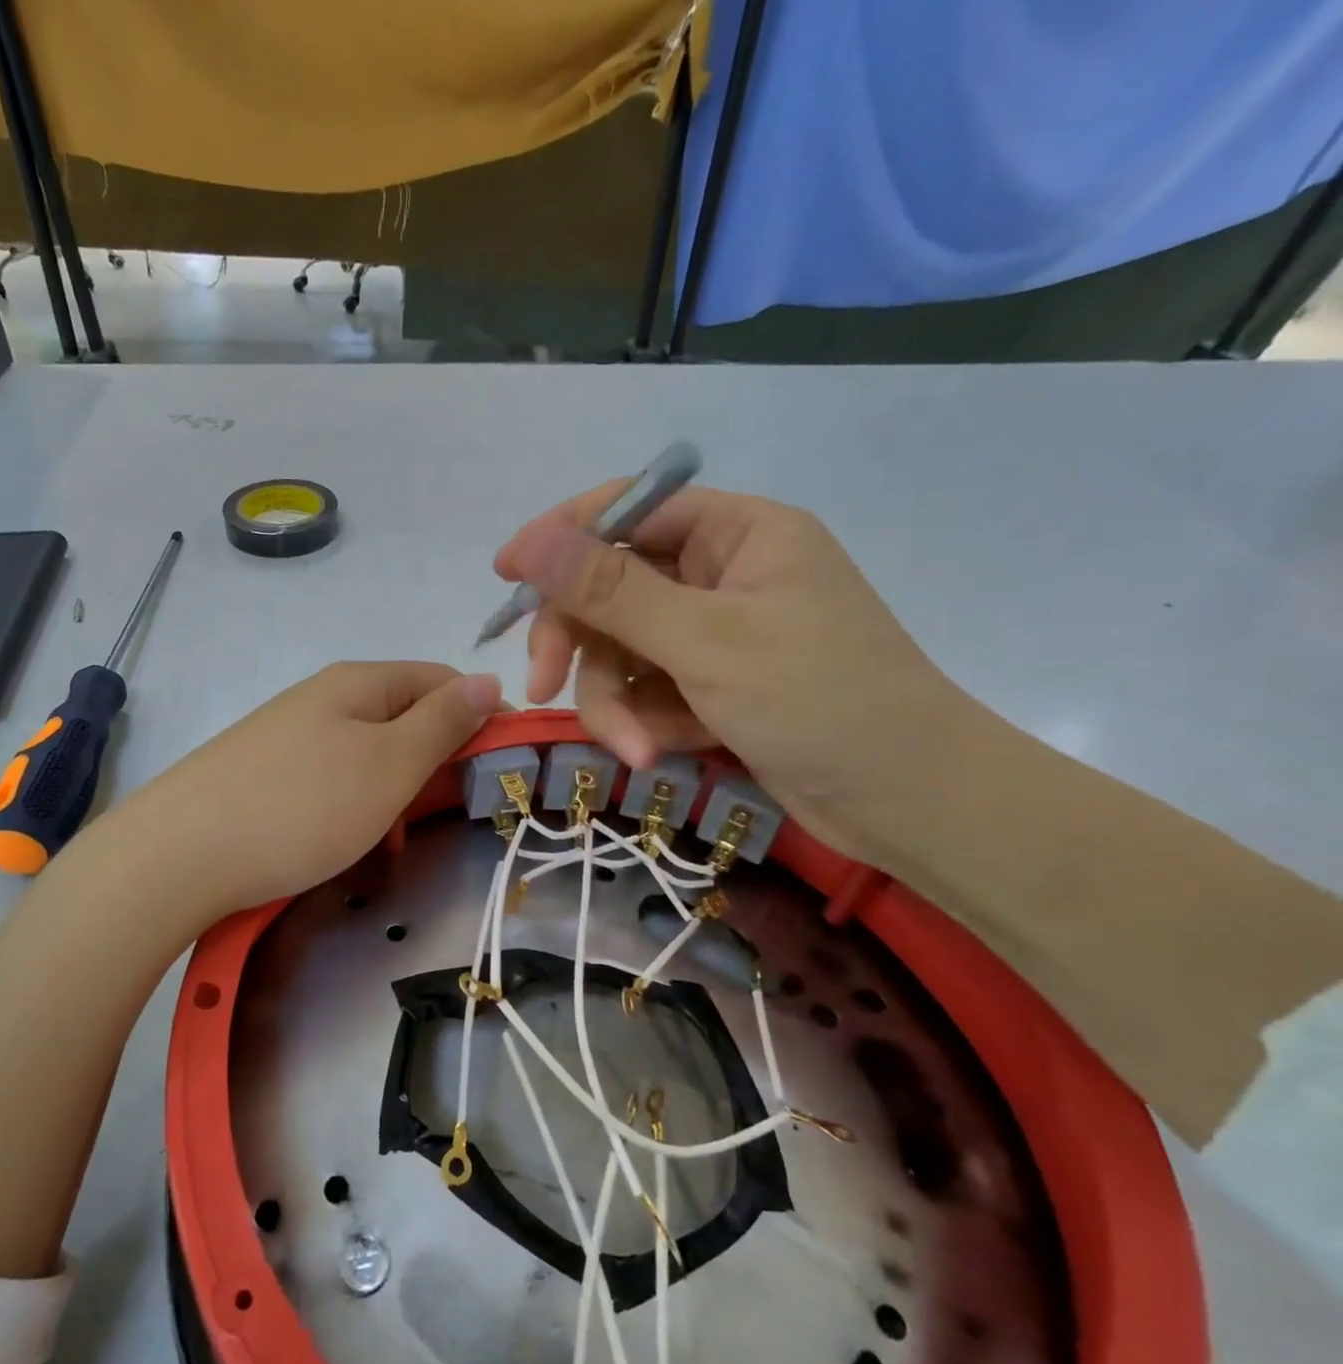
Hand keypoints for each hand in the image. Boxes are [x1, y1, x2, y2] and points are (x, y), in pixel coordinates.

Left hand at [124, 661, 501, 917]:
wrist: (180, 854)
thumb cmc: (302, 806)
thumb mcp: (389, 764)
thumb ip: (443, 722)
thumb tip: (488, 679)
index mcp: (359, 682)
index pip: (441, 680)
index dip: (480, 716)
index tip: (501, 767)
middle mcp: (323, 697)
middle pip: (404, 716)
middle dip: (435, 762)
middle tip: (445, 814)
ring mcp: (289, 734)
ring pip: (368, 754)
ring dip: (395, 793)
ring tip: (393, 841)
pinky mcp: (265, 772)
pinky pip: (331, 779)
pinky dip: (354, 808)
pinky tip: (348, 843)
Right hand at [494, 482, 975, 860]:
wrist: (908, 803)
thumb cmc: (820, 701)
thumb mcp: (705, 641)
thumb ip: (611, 591)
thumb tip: (530, 542)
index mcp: (737, 533)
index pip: (628, 510)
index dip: (561, 538)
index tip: (506, 576)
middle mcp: (722, 575)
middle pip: (612, 590)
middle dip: (579, 644)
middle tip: (542, 686)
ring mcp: (715, 635)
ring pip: (622, 651)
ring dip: (614, 702)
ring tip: (634, 749)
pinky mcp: (711, 687)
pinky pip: (647, 690)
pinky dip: (644, 722)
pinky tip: (659, 754)